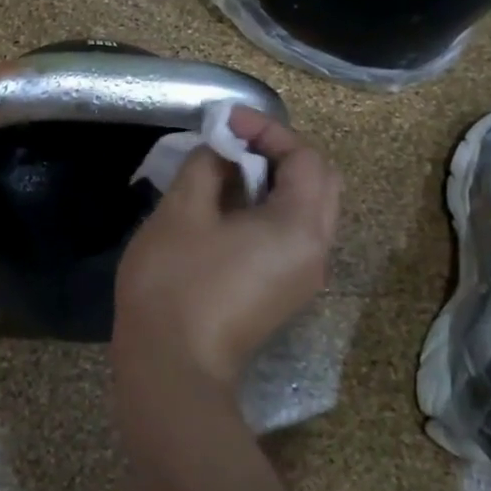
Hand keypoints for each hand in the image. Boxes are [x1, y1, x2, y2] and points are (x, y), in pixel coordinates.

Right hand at [114, 108, 340, 390]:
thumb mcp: (183, 212)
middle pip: (319, 181)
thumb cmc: (175, 284)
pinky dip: (269, 208)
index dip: (267, 129)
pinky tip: (227, 207)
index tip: (224, 120)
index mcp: (300, 227)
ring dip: (274, 179)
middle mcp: (316, 251)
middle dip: (280, 151)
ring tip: (227, 167)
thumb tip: (222, 152)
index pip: (304, 157)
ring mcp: (303, 277)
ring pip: (307, 210)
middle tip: (234, 140)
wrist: (171, 370)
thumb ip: (208, 167)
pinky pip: (290, 235)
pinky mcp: (283, 293)